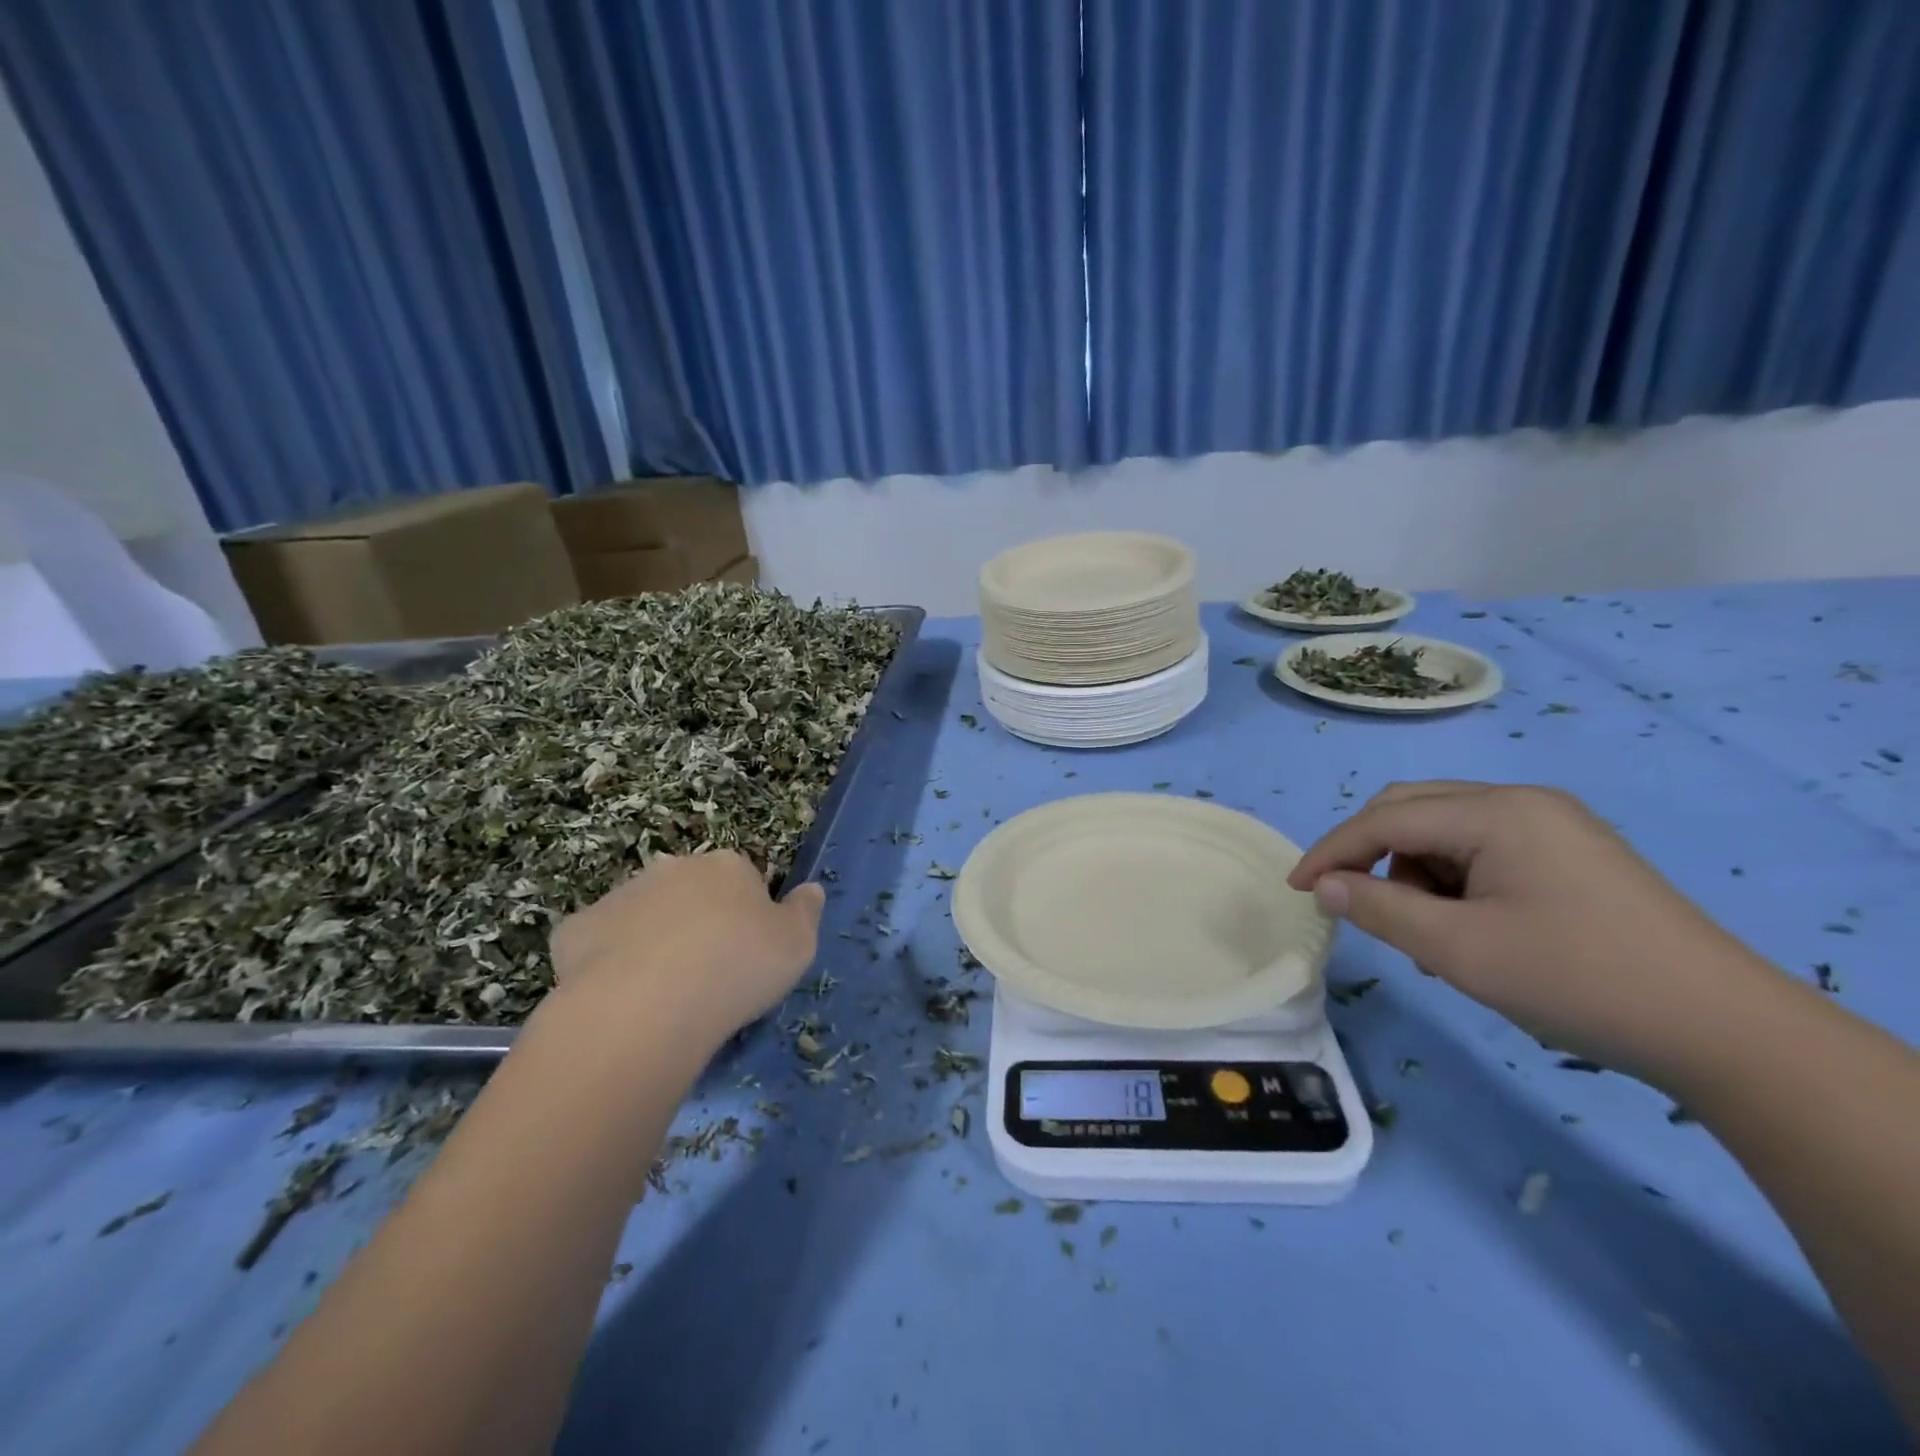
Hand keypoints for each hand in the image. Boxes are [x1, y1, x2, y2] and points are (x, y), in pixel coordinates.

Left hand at [549, 852, 823, 1046]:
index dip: (747, 916)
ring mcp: (619, 895)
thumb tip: (810, 889)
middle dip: (696, 922)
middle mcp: (673, 868)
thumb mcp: (798, 946)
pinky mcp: (575, 930)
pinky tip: (618, 998)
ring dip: (652, 940)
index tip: (748, 954)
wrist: (646, 1006)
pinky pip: (597, 943)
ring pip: (643, 915)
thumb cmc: (737, 969)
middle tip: (706, 973)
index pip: (743, 879)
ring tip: (661, 994)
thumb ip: (806, 912)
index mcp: (727, 866)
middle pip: (690, 891)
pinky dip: (606, 963)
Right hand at [1288, 781, 1770, 1082]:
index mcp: (1496, 812)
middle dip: (1372, 854)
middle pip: (1413, 809)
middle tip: (1352, 904)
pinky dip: (1454, 880)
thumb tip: (1323, 885)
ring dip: (1415, 872)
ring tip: (1430, 934)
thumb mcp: (1459, 949)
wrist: (1728, 1032)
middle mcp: (1522, 801)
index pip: (1386, 819)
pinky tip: (1470, 926)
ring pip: (1446, 830)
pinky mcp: (1572, 851)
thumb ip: (1378, 908)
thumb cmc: (1578, 980)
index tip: (1298, 889)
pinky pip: (1484, 848)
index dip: (1332, 851)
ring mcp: (1553, 824)